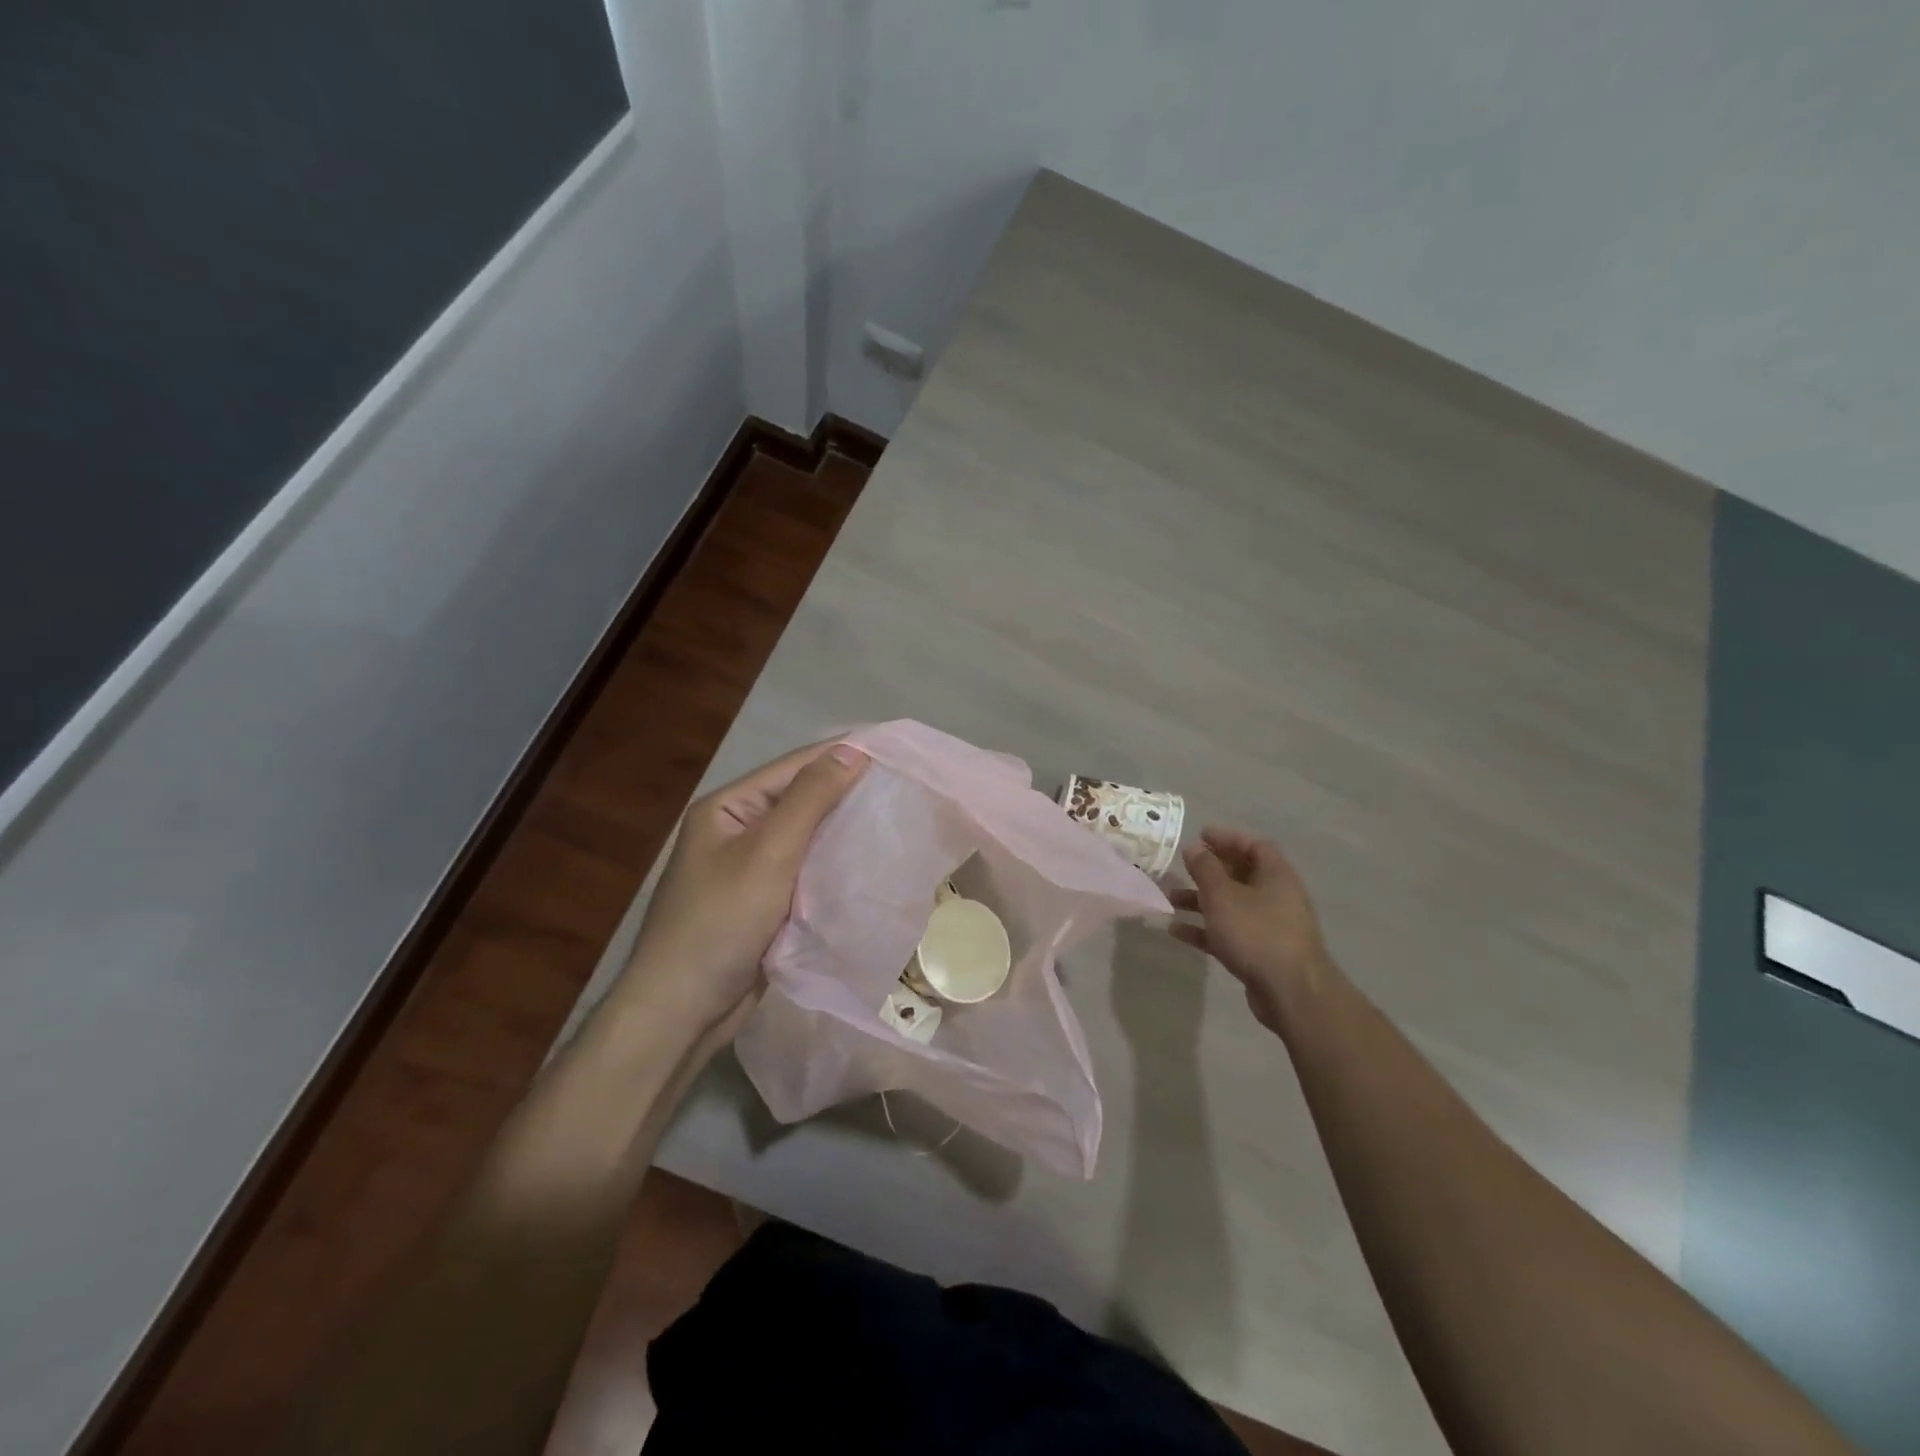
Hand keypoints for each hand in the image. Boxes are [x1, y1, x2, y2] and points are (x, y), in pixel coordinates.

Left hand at [619, 741, 868, 1041]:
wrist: (682, 1011)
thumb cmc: (720, 922)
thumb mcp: (768, 852)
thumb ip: (810, 799)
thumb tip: (851, 750)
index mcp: (728, 807)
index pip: (794, 767)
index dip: (842, 755)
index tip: (894, 750)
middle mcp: (738, 831)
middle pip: (802, 801)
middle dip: (848, 794)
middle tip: (904, 787)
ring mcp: (751, 869)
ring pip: (808, 839)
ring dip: (845, 831)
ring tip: (896, 819)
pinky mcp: (765, 903)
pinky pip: (807, 872)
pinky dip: (835, 866)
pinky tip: (870, 863)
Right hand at [1168, 826, 1332, 1033]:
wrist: (1290, 992)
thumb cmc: (1256, 932)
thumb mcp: (1223, 895)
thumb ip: (1205, 868)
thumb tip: (1194, 847)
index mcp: (1276, 875)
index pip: (1254, 846)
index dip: (1227, 837)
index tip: (1200, 835)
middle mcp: (1276, 897)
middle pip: (1241, 875)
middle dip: (1209, 870)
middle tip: (1182, 866)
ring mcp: (1269, 926)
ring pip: (1231, 905)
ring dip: (1201, 900)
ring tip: (1170, 899)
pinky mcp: (1260, 953)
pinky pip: (1228, 932)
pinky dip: (1204, 929)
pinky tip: (1176, 931)